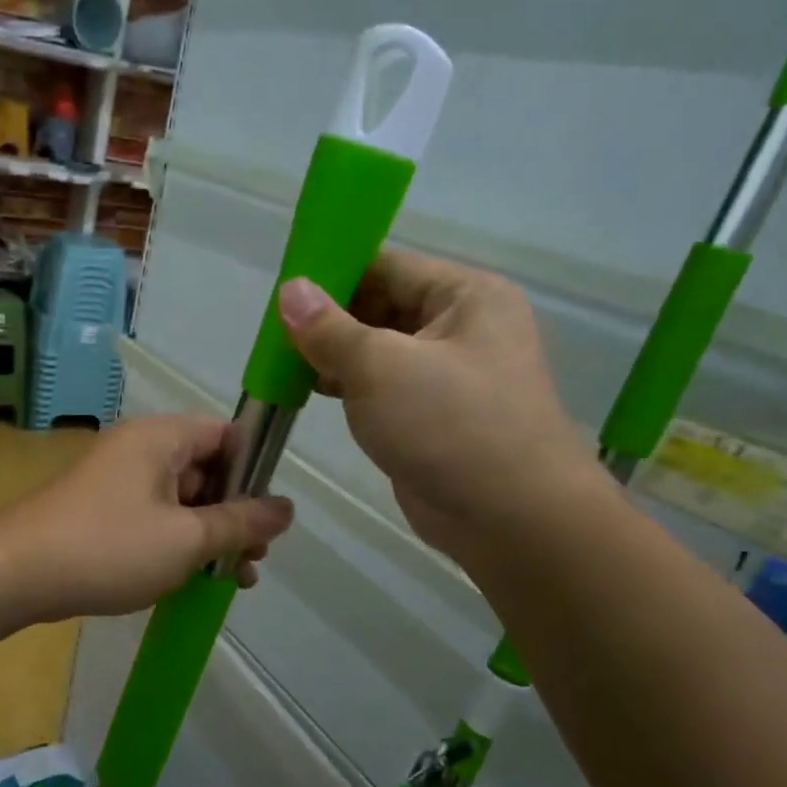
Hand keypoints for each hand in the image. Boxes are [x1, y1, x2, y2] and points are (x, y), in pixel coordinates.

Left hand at [0, 416, 294, 633]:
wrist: (17, 574)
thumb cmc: (110, 547)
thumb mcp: (187, 539)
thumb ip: (241, 523)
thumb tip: (286, 509)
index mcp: (162, 437)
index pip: (227, 435)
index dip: (255, 471)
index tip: (270, 516)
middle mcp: (141, 448)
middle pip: (207, 470)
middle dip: (236, 515)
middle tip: (253, 560)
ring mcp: (118, 479)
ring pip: (182, 499)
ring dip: (210, 535)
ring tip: (233, 579)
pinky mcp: (102, 509)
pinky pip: (154, 517)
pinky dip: (178, 542)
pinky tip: (193, 579)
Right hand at [278, 252, 600, 562]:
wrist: (511, 519)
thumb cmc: (449, 426)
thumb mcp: (380, 367)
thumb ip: (329, 328)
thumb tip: (290, 289)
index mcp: (465, 296)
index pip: (387, 266)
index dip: (333, 274)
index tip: (282, 293)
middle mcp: (462, 327)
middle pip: (381, 306)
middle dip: (329, 320)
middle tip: (275, 335)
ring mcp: (448, 375)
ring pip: (378, 350)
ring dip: (334, 356)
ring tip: (284, 363)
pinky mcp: (433, 415)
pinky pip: (383, 387)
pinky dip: (349, 387)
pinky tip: (311, 391)